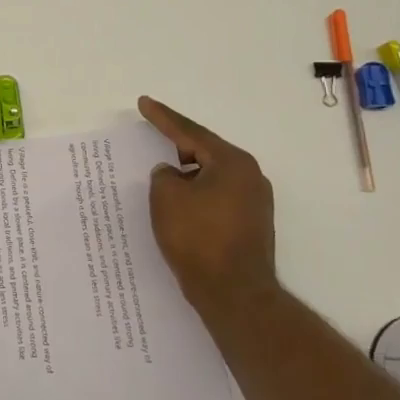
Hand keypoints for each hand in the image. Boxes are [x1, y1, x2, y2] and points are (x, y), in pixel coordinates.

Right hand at [138, 96, 276, 309]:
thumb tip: (173, 175)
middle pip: (205, 152)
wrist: (234, 295)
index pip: (190, 132)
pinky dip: (196, 195)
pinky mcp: (251, 225)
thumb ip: (164, 175)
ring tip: (162, 175)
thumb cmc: (198, 238)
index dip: (163, 118)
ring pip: (211, 176)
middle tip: (152, 136)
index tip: (144, 103)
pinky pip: (217, 197)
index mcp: (232, 162)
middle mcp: (250, 176)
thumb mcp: (166, 197)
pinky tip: (180, 204)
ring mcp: (254, 203)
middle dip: (177, 146)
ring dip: (187, 175)